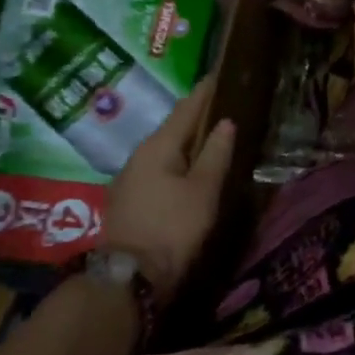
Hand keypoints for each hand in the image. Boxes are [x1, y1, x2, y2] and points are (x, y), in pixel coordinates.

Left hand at [97, 77, 234, 304]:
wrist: (128, 280)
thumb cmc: (172, 228)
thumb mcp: (203, 190)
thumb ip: (216, 153)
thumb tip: (226, 122)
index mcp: (158, 146)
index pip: (186, 108)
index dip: (205, 91)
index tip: (220, 74)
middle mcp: (139, 155)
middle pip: (173, 127)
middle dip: (197, 114)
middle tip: (223, 104)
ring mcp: (130, 178)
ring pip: (165, 149)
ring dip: (187, 140)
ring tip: (211, 134)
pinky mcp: (129, 199)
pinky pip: (158, 167)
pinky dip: (178, 160)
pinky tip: (191, 166)